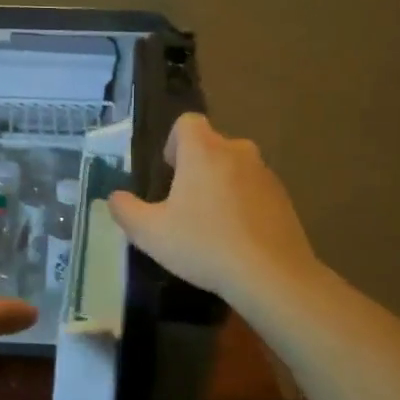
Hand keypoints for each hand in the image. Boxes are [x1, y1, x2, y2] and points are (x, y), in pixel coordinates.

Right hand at [107, 113, 319, 306]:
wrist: (272, 276)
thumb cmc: (204, 245)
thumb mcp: (149, 233)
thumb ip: (125, 210)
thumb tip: (115, 197)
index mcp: (204, 151)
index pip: (187, 122)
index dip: (174, 142)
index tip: (170, 173)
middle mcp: (237, 152)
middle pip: (211, 145)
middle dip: (196, 166)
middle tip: (184, 203)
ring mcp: (265, 175)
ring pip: (235, 168)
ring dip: (220, 185)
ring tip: (210, 224)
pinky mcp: (284, 199)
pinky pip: (255, 190)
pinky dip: (243, 204)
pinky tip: (236, 238)